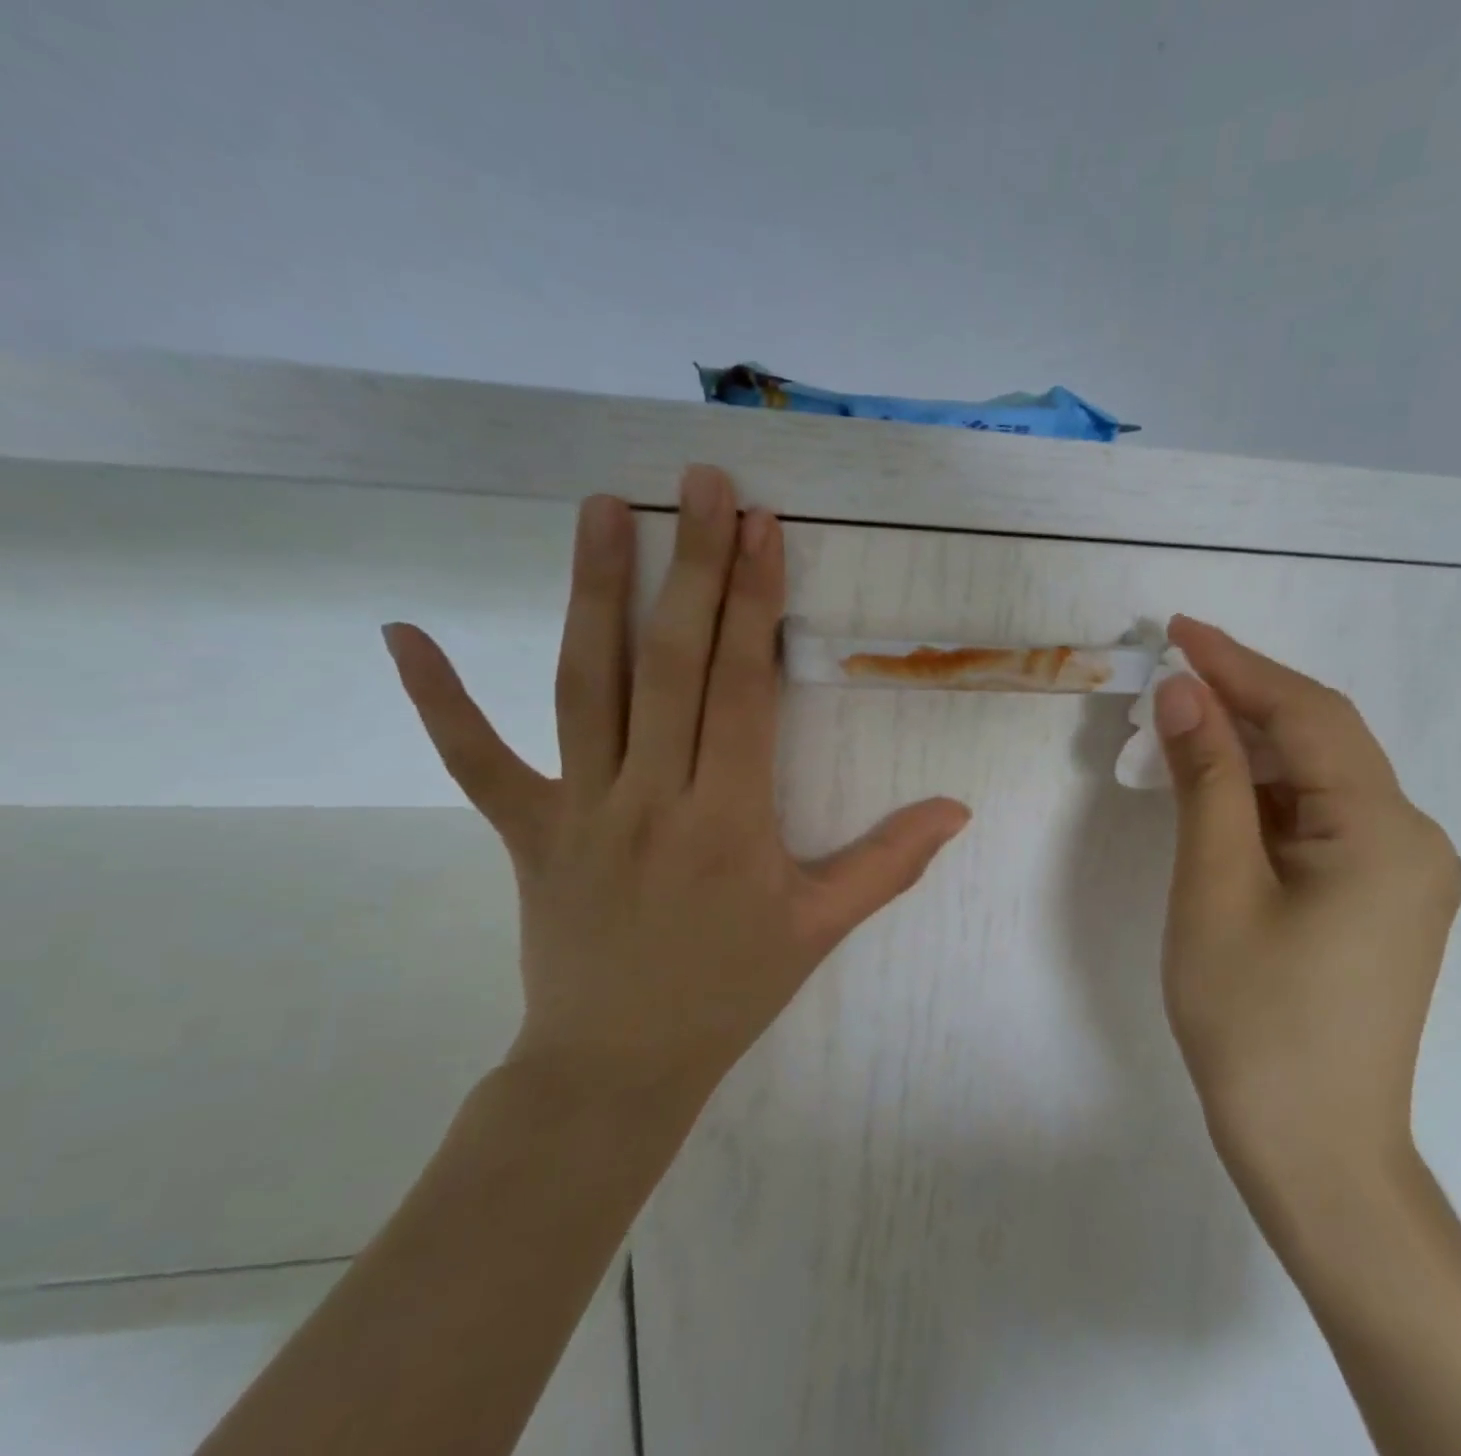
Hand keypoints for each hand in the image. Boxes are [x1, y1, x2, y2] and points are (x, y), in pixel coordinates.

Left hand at [382, 469, 970, 1125]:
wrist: (618, 1067)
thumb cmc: (730, 990)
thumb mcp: (822, 927)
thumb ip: (892, 862)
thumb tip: (958, 809)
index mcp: (727, 819)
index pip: (740, 689)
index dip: (753, 602)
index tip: (762, 526)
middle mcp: (650, 798)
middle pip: (669, 664)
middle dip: (692, 566)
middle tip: (701, 483)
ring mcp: (578, 810)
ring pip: (584, 687)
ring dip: (592, 593)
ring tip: (599, 509)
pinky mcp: (527, 832)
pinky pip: (477, 762)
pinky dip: (439, 700)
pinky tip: (404, 633)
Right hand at [1153, 616, 1460, 1197]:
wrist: (1313, 1150)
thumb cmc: (1254, 1018)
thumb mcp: (1215, 885)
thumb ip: (1203, 778)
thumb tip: (1183, 692)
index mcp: (1385, 829)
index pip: (1307, 713)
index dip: (1238, 663)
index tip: (1177, 628)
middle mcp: (1411, 838)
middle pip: (1318, 740)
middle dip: (1241, 701)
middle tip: (1167, 674)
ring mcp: (1401, 873)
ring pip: (1315, 780)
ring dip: (1246, 749)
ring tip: (1176, 726)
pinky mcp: (1378, 900)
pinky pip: (1316, 821)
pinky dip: (1261, 796)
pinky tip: (1214, 792)